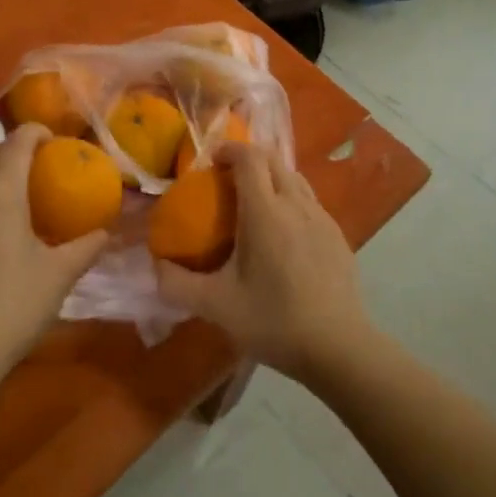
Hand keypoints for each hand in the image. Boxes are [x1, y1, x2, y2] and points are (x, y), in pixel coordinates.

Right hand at [155, 142, 369, 380]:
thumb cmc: (274, 321)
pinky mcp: (338, 235)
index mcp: (265, 212)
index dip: (229, 150)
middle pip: (273, 160)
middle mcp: (296, 204)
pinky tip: (283, 234)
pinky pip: (310, 201)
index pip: (250, 158)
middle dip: (248, 159)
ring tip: (253, 203)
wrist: (339, 346)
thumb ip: (177, 284)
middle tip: (226, 180)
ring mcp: (323, 218)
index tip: (211, 162)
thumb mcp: (216, 306)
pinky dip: (291, 199)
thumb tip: (156, 266)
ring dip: (271, 177)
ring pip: (295, 178)